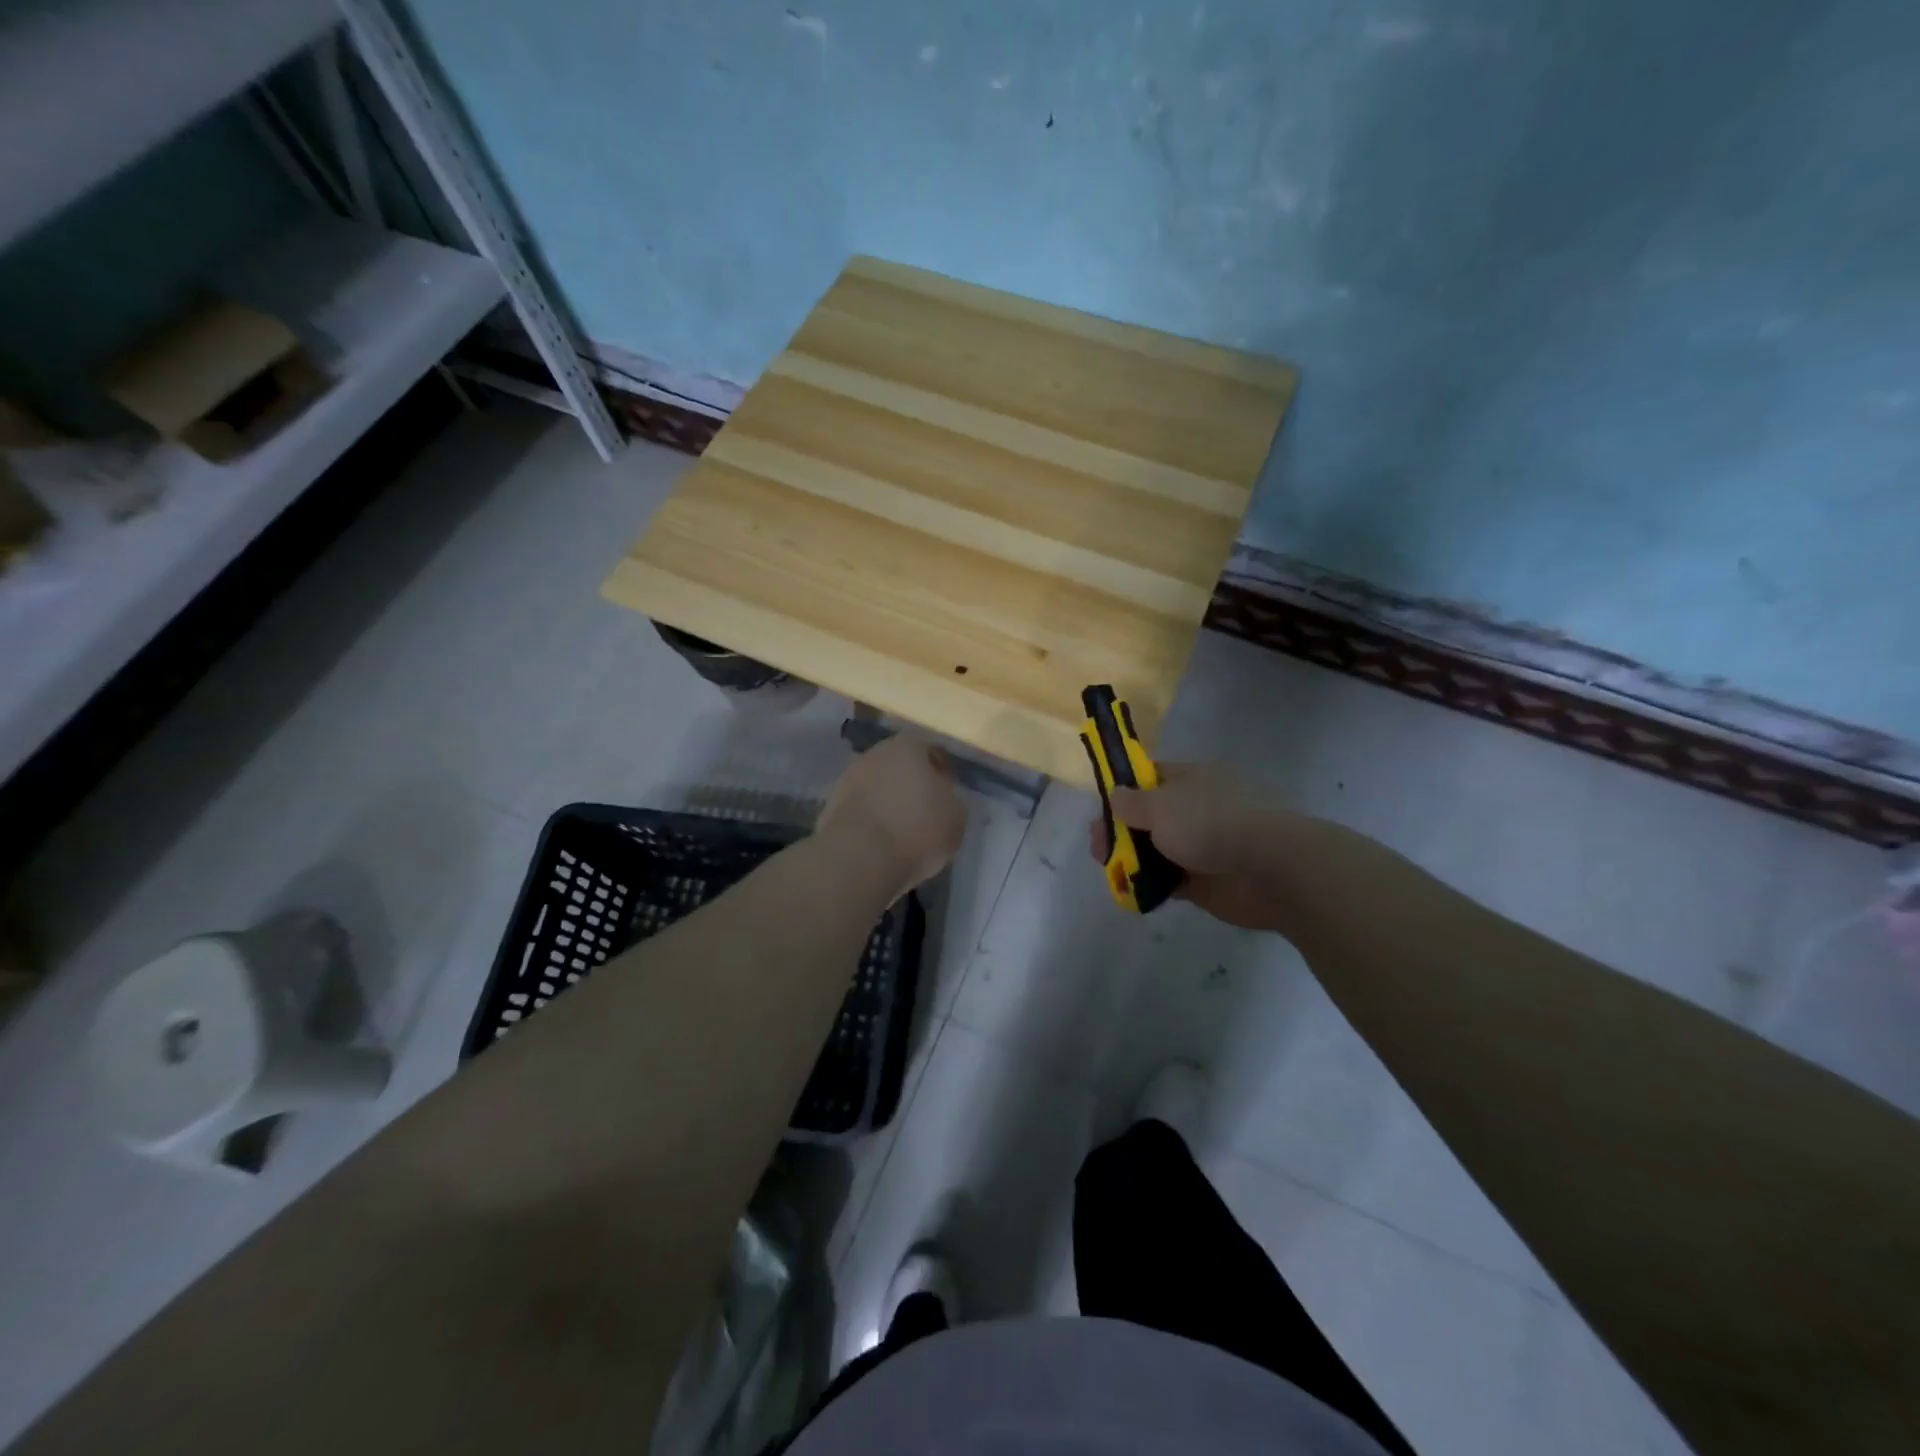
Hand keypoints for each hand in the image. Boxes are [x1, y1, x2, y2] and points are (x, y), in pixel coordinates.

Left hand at [820, 736, 966, 897]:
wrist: (859, 858)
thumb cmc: (916, 830)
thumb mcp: (956, 818)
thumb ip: (951, 800)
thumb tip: (941, 798)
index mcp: (909, 746)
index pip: (932, 752)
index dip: (942, 773)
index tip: (947, 795)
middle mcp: (875, 753)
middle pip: (900, 767)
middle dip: (911, 785)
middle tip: (924, 811)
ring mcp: (848, 778)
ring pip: (877, 786)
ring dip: (888, 802)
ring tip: (900, 831)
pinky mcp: (830, 805)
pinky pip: (860, 809)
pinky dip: (870, 820)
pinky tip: (879, 842)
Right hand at [1087, 762, 1287, 930]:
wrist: (1270, 869)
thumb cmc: (1210, 823)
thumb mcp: (1160, 805)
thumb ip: (1132, 803)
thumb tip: (1116, 795)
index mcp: (1191, 780)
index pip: (1150, 779)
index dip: (1123, 792)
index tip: (1101, 811)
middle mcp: (1197, 809)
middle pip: (1150, 817)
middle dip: (1120, 832)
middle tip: (1099, 850)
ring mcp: (1204, 846)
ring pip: (1159, 851)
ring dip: (1133, 861)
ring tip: (1112, 873)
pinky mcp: (1208, 881)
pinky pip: (1171, 881)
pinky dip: (1152, 886)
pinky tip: (1132, 892)